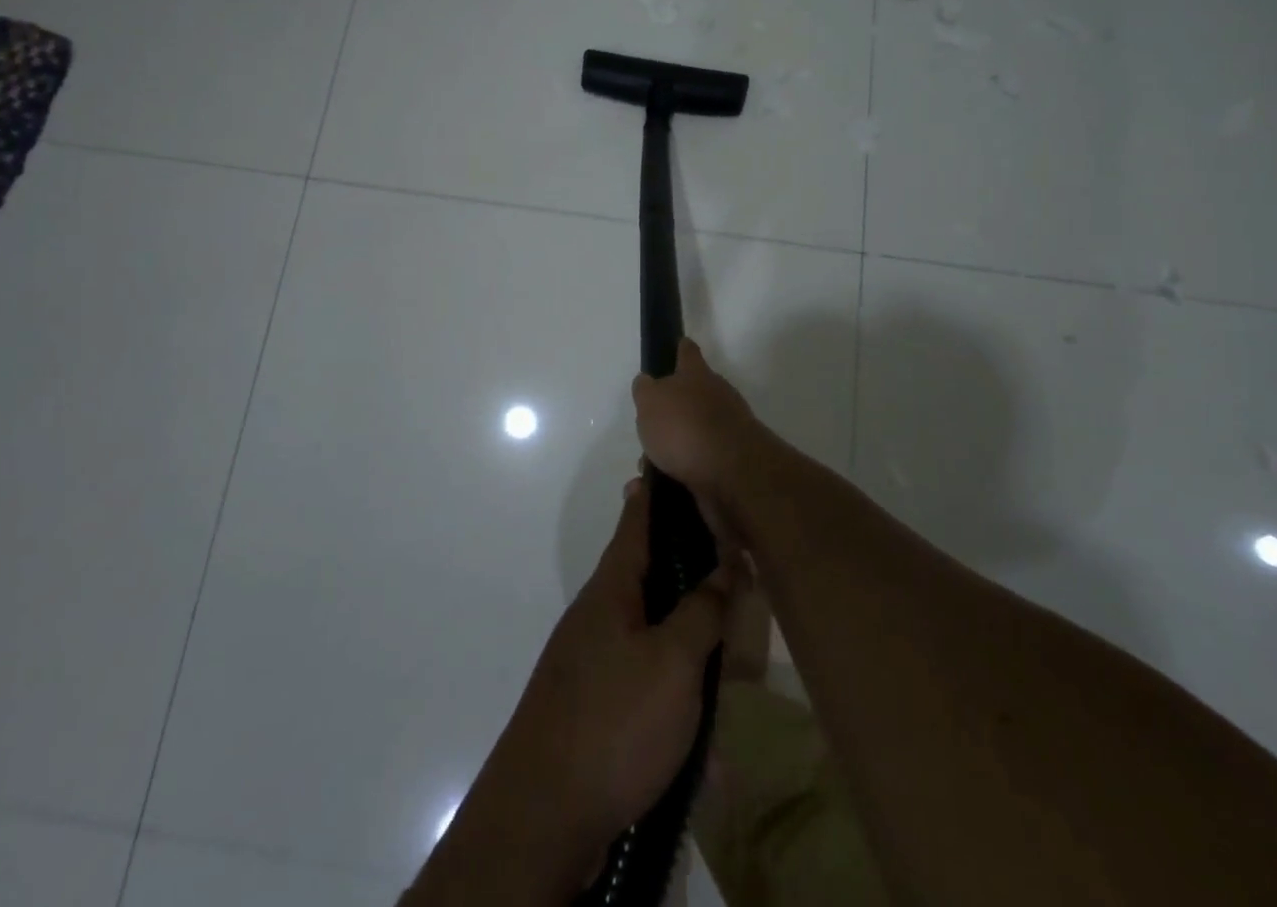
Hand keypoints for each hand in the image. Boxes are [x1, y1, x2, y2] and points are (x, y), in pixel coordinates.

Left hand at [492, 476, 729, 855]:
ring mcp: (596, 656)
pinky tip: (704, 719)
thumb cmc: (613, 721)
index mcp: (613, 586)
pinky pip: (648, 671)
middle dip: (690, 564)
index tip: (675, 460)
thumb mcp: (673, 662)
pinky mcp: (599, 700)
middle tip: (734, 560)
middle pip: (651, 570)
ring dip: (689, 630)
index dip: (658, 489)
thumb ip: (703, 609)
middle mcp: (601, 611)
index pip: (637, 518)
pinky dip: (677, 680)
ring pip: (654, 624)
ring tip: (730, 641)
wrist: (543, 816)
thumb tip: (728, 561)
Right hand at [631, 338, 763, 507]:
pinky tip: (666, 483)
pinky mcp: (731, 462)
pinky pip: (700, 462)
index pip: (688, 352)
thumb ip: (646, 390)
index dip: (680, 349)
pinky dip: (684, 470)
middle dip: (673, 411)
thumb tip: (647, 382)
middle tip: (650, 428)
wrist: (731, 473)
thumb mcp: (650, 401)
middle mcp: (717, 396)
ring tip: (651, 466)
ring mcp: (729, 429)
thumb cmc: (684, 427)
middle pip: (693, 395)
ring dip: (675, 446)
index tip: (678, 345)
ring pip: (695, 432)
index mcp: (697, 375)